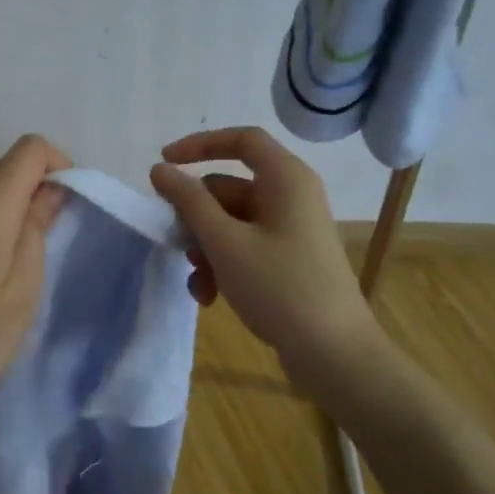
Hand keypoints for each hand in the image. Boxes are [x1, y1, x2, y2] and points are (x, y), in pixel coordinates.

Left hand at [0, 134, 70, 430]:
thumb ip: (38, 230)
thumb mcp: (22, 292)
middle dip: (38, 188)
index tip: (68, 207)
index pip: (30, 149)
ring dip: (14, 205)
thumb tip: (52, 190)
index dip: (59, 166)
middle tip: (51, 238)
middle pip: (8, 164)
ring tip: (22, 257)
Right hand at [150, 127, 385, 383]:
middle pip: (229, 187)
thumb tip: (161, 170)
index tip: (164, 164)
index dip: (199, 146)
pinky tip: (210, 296)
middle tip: (174, 242)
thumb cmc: (279, 287)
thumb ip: (189, 202)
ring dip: (206, 248)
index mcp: (285, 179)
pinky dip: (224, 265)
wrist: (333, 353)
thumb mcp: (225, 243)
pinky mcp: (289, 259)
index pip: (241, 140)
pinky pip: (246, 247)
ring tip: (198, 283)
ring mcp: (291, 230)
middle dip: (196, 217)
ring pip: (232, 222)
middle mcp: (291, 197)